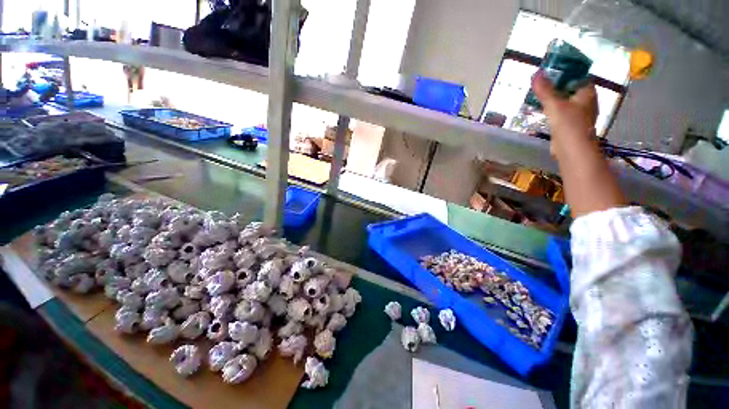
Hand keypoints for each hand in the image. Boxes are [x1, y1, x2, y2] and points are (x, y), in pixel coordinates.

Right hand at [532, 71, 598, 153]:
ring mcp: (580, 114)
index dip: (569, 72)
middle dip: (560, 85)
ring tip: (542, 96)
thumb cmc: (568, 124)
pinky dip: (556, 109)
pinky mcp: (573, 125)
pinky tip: (546, 110)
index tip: (554, 70)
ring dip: (557, 98)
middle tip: (544, 83)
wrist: (572, 149)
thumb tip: (536, 73)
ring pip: (568, 101)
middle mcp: (587, 102)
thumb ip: (545, 90)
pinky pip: (564, 111)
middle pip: (573, 89)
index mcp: (587, 93)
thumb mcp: (554, 105)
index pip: (580, 76)